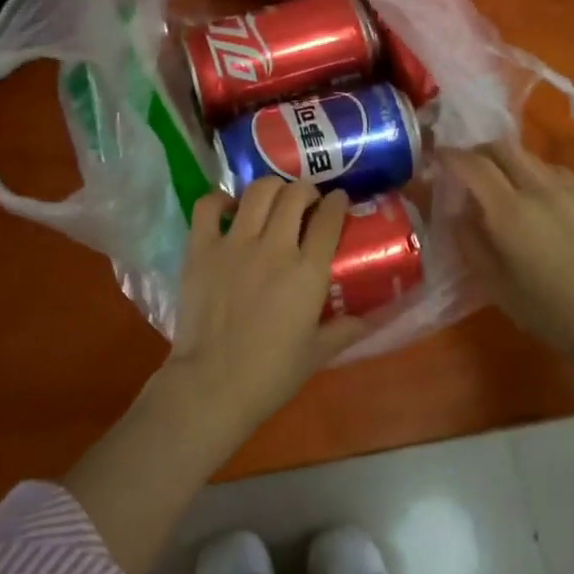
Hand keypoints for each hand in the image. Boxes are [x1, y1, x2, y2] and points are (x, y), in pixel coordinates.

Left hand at [158, 180, 368, 453]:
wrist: (213, 385)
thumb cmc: (271, 374)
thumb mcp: (317, 353)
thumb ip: (346, 329)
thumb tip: (373, 318)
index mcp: (307, 271)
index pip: (329, 218)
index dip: (338, 203)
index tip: (339, 200)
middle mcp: (274, 246)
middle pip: (295, 195)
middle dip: (306, 190)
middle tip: (307, 200)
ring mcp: (234, 243)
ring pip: (258, 192)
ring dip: (272, 188)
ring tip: (274, 198)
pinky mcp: (201, 248)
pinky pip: (208, 206)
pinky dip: (220, 200)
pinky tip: (228, 208)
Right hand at [444, 140, 573, 361]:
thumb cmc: (551, 312)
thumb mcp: (497, 286)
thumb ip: (471, 243)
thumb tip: (457, 214)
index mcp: (510, 212)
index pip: (472, 164)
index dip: (450, 156)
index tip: (437, 158)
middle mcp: (539, 189)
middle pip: (502, 147)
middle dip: (478, 151)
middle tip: (467, 168)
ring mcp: (571, 190)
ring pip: (530, 157)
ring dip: (509, 162)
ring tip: (503, 186)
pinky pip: (556, 173)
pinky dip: (537, 175)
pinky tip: (539, 199)